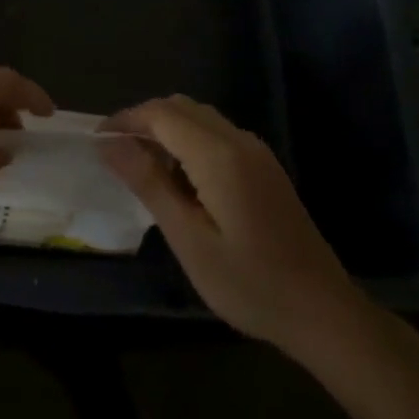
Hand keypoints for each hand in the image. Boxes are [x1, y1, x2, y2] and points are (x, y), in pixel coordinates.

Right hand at [103, 96, 367, 350]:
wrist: (322, 311)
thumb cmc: (249, 283)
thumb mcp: (188, 239)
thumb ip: (148, 184)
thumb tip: (109, 144)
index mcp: (219, 155)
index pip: (161, 114)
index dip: (124, 120)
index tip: (95, 142)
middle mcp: (240, 141)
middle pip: (181, 107)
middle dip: (143, 121)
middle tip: (114, 155)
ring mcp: (257, 153)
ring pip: (199, 118)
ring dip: (165, 130)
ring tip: (140, 168)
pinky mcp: (265, 168)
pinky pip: (216, 135)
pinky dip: (187, 142)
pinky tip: (178, 180)